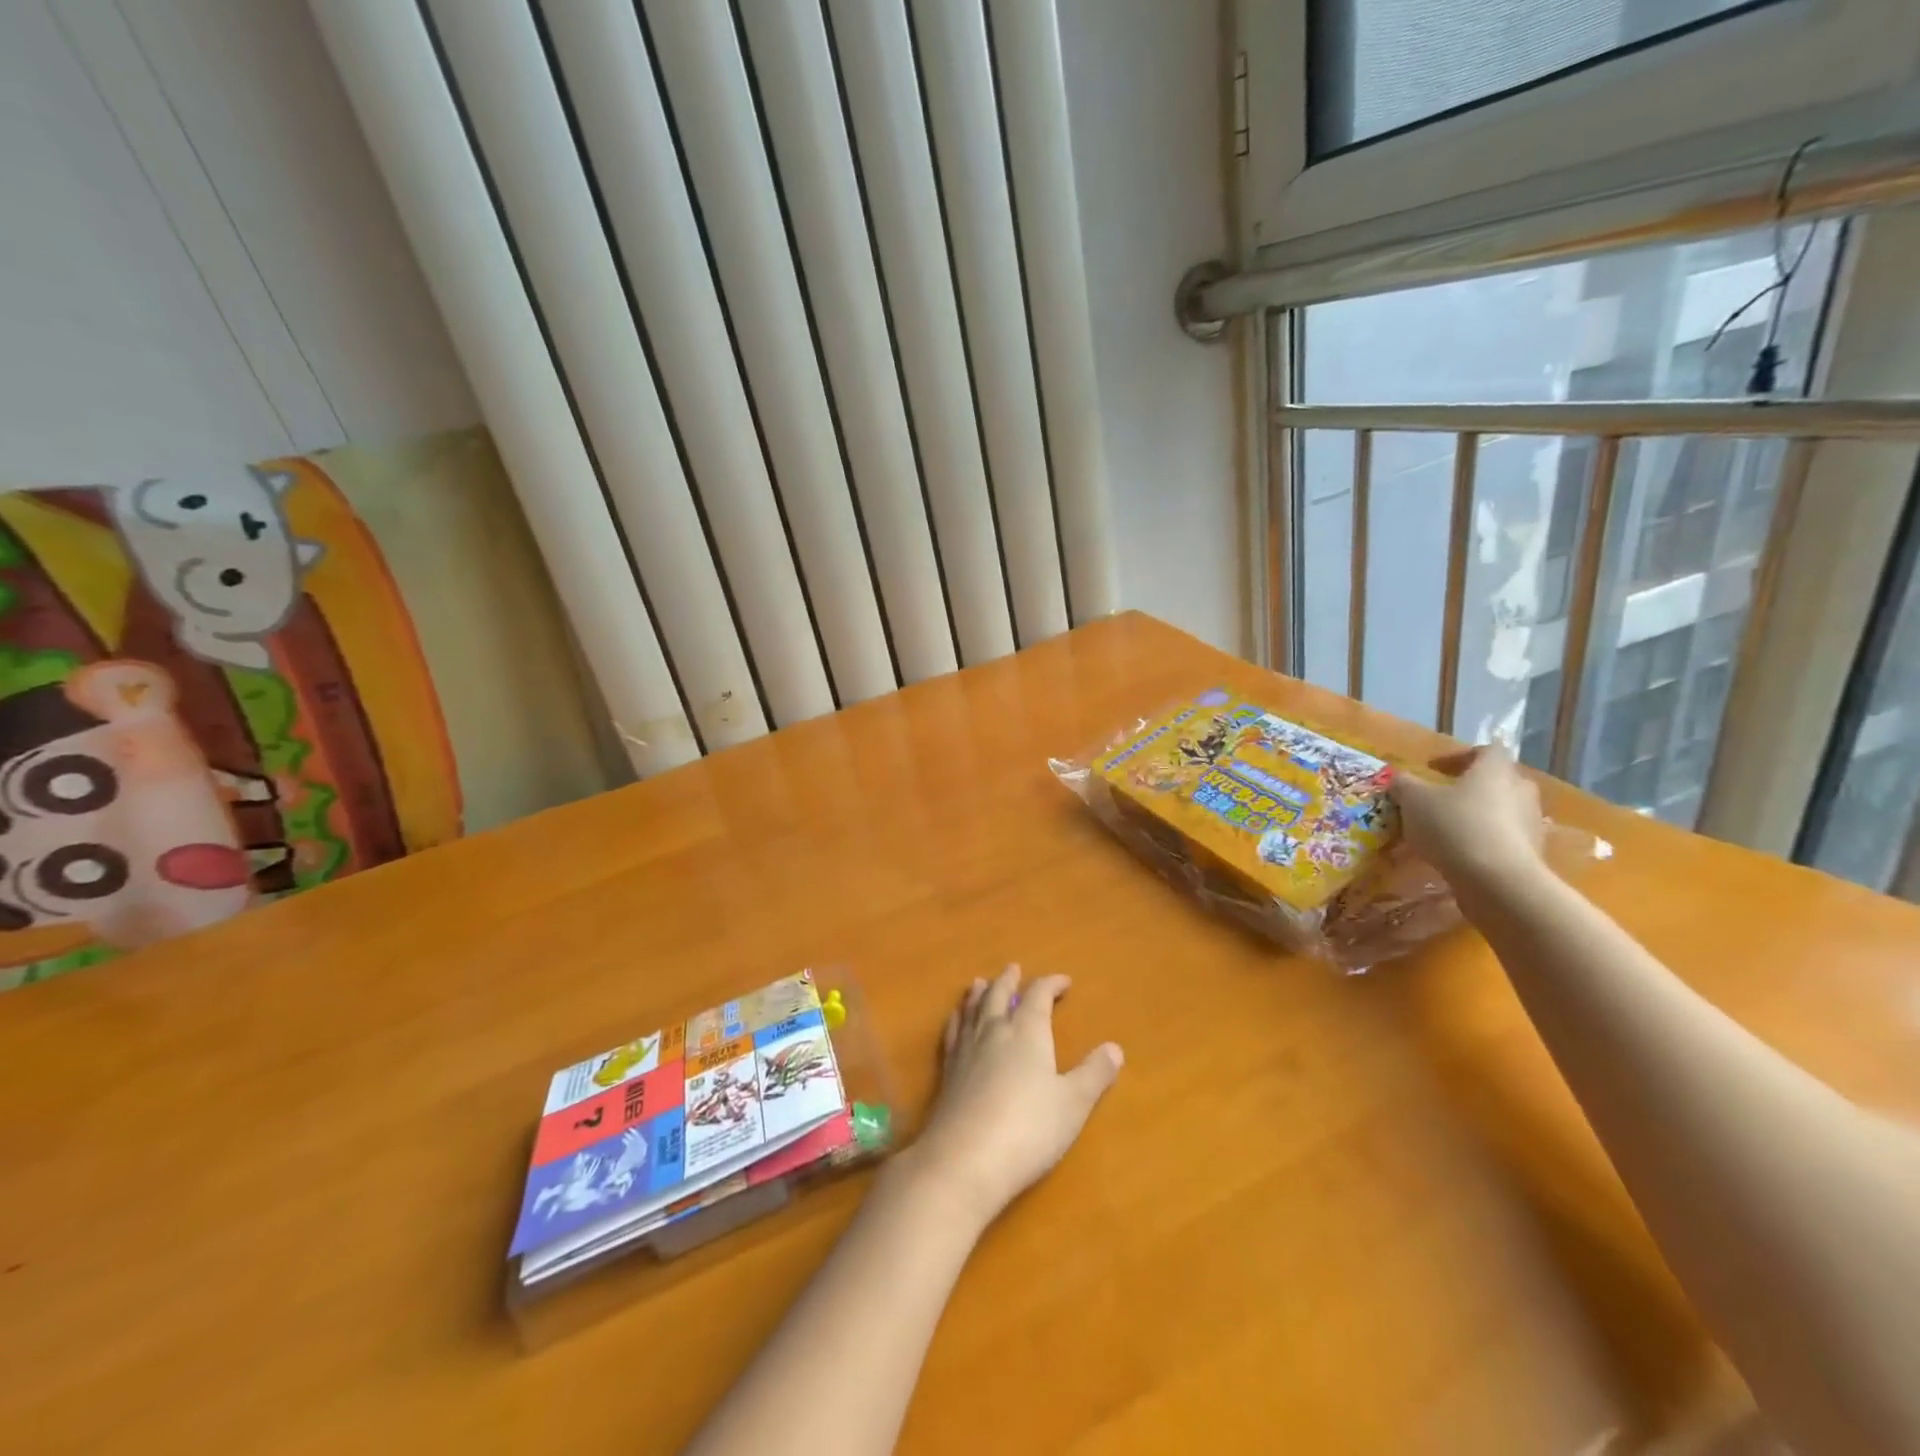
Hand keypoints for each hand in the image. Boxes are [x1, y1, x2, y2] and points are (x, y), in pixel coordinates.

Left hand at [903, 965, 1122, 1230]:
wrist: (964, 1159)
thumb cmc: (1028, 1129)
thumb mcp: (1072, 1104)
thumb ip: (1094, 1074)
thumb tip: (1115, 1048)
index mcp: (1027, 1031)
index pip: (1038, 996)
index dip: (1051, 984)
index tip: (1064, 981)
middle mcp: (994, 1031)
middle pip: (999, 995)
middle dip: (1009, 980)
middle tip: (1014, 968)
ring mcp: (967, 1050)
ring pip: (972, 1009)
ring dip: (979, 993)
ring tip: (979, 983)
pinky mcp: (948, 1071)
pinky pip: (953, 1031)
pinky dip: (957, 1018)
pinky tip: (956, 1020)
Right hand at [1390, 746, 1547, 891]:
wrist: (1498, 881)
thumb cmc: (1454, 826)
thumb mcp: (1413, 800)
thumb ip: (1404, 785)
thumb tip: (1399, 779)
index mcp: (1495, 769)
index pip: (1485, 750)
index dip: (1459, 756)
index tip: (1434, 769)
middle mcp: (1520, 790)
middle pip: (1497, 780)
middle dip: (1471, 787)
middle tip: (1442, 799)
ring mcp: (1531, 823)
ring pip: (1502, 811)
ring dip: (1478, 816)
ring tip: (1446, 831)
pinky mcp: (1532, 853)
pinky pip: (1505, 839)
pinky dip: (1484, 841)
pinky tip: (1459, 855)